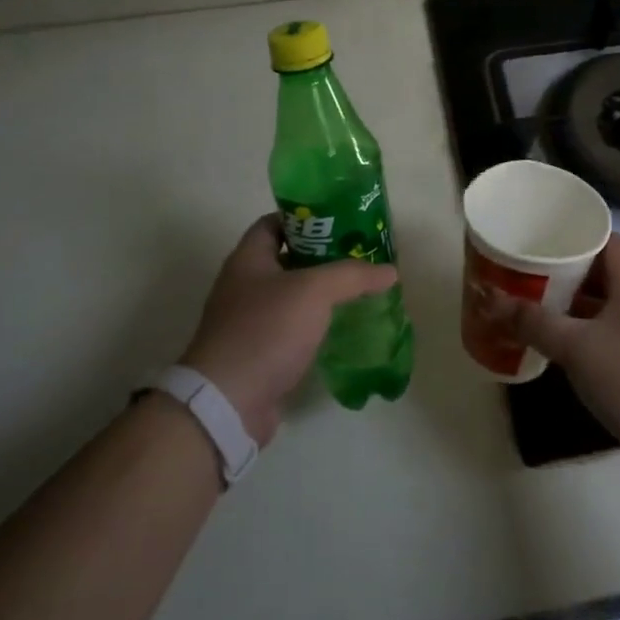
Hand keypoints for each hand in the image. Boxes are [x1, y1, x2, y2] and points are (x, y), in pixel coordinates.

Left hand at [181, 214, 397, 446]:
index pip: (274, 223)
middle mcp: (244, 285)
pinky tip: (342, 327)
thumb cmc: (266, 330)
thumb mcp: (314, 291)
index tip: (340, 222)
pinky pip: (291, 328)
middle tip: (359, 255)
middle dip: (323, 256)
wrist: (229, 402)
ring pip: (292, 296)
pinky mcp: (259, 353)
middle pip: (287, 259)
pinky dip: (315, 325)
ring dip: (322, 293)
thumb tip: (390, 271)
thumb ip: (352, 276)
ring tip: (359, 289)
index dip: (305, 218)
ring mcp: (249, 321)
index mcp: (248, 259)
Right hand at [487, 234, 619, 473]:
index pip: (609, 241)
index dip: (580, 232)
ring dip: (566, 302)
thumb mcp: (575, 346)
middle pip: (599, 272)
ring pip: (596, 305)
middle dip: (563, 268)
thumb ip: (533, 322)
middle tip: (525, 266)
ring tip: (527, 299)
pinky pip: (597, 334)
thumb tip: (489, 299)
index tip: (546, 233)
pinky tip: (547, 340)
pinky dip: (573, 332)